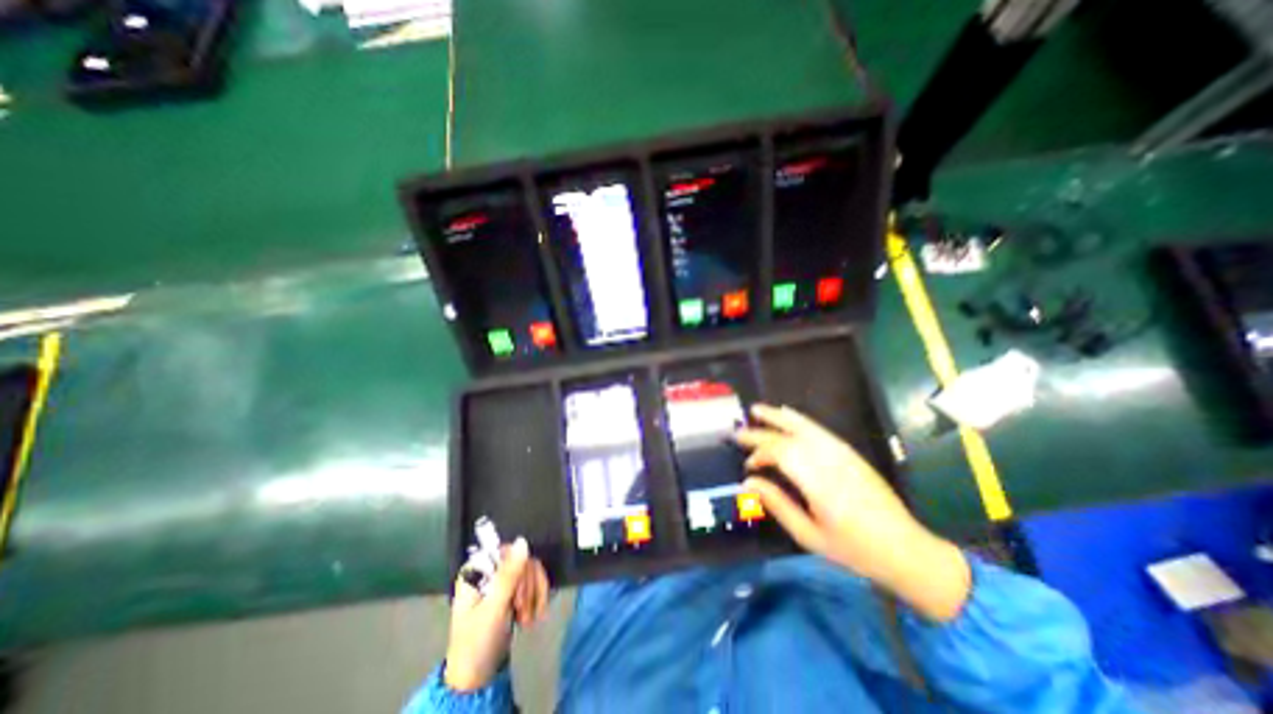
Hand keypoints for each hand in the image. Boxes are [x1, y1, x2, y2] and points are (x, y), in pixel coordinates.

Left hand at [445, 537, 549, 689]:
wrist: (477, 678)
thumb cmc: (477, 642)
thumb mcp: (493, 609)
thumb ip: (508, 575)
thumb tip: (523, 541)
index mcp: (476, 571)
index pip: (506, 551)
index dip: (517, 569)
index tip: (518, 595)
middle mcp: (489, 570)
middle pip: (521, 560)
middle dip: (527, 588)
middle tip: (523, 613)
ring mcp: (502, 580)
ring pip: (531, 569)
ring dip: (534, 594)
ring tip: (528, 619)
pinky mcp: (513, 590)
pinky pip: (534, 580)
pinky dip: (538, 596)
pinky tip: (536, 614)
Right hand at [733, 403, 970, 621]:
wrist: (906, 550)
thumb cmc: (854, 549)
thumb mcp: (809, 536)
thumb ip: (777, 504)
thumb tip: (748, 483)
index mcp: (819, 483)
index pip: (781, 454)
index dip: (759, 454)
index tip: (748, 465)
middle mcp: (830, 461)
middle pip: (789, 437)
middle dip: (762, 432)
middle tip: (739, 432)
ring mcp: (843, 454)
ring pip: (805, 427)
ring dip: (779, 417)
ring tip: (758, 410)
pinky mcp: (851, 453)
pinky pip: (819, 430)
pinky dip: (800, 420)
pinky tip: (789, 415)